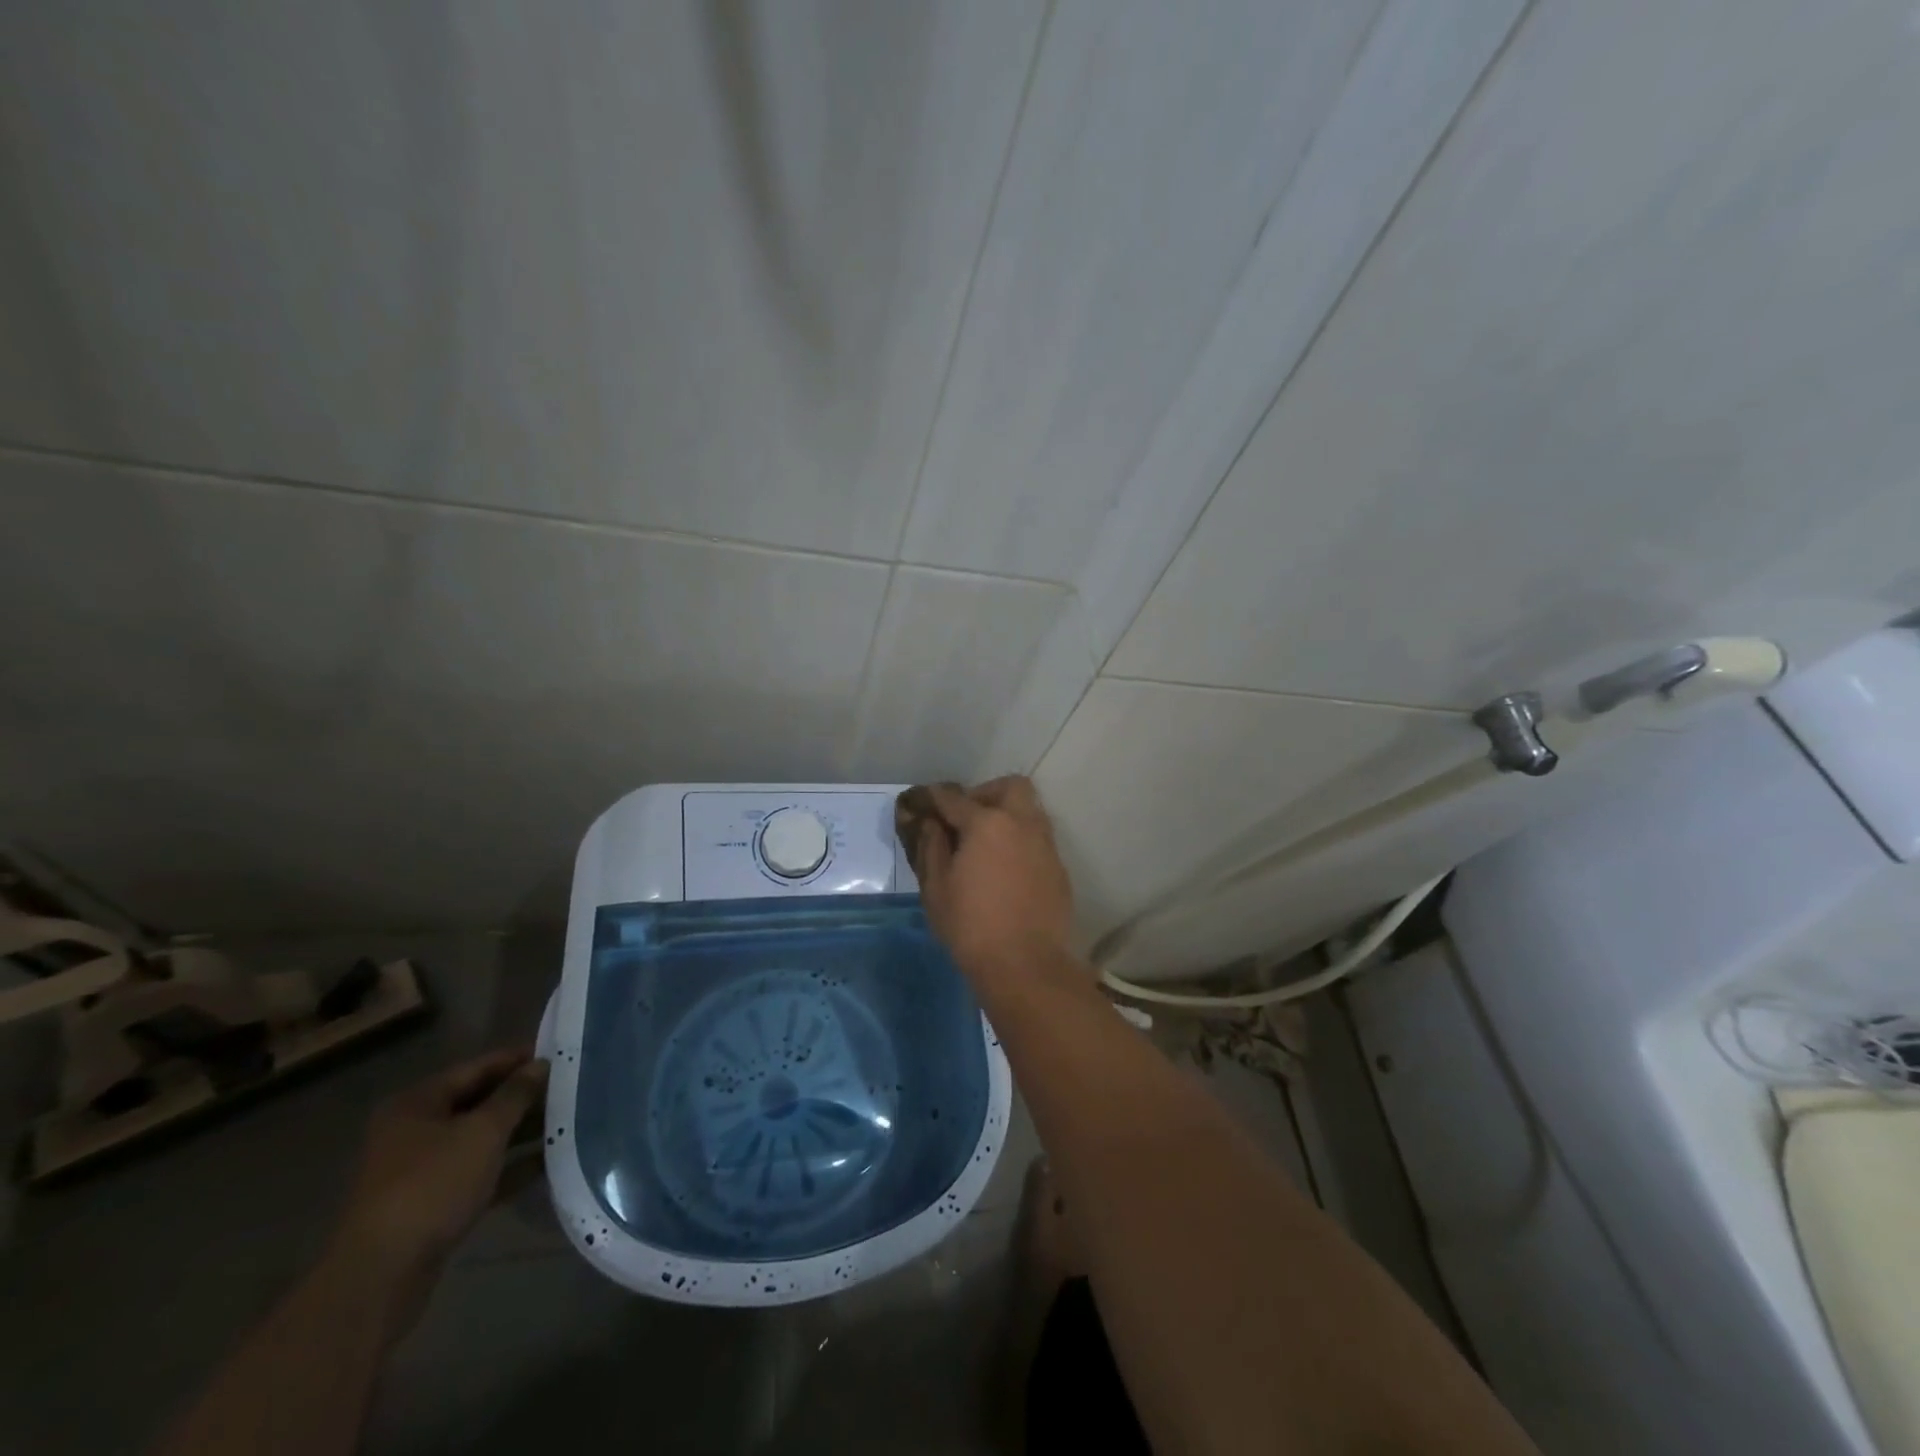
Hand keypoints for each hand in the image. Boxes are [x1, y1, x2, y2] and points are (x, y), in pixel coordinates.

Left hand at [329, 1048, 547, 1337]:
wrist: (382, 1275)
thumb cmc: (432, 1185)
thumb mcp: (482, 1131)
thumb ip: (516, 1094)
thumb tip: (540, 1064)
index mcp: (418, 1103)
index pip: (477, 1067)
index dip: (518, 1059)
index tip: (560, 1054)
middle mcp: (415, 1130)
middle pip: (479, 1102)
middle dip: (523, 1097)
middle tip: (569, 1088)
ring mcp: (422, 1169)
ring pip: (481, 1139)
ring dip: (521, 1131)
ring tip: (567, 1121)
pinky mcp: (433, 1203)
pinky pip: (479, 1172)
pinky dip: (509, 1167)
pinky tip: (547, 1163)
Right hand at [897, 777, 1081, 991]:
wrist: (1026, 965)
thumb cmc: (971, 926)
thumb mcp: (936, 888)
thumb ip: (931, 846)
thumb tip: (930, 822)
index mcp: (988, 823)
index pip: (953, 798)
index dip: (932, 798)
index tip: (919, 803)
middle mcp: (1022, 824)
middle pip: (1009, 787)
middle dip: (986, 794)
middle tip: (966, 820)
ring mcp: (1045, 845)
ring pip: (1029, 811)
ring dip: (1006, 816)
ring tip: (984, 846)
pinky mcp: (1058, 868)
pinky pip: (1038, 840)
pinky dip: (1020, 842)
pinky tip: (1005, 870)